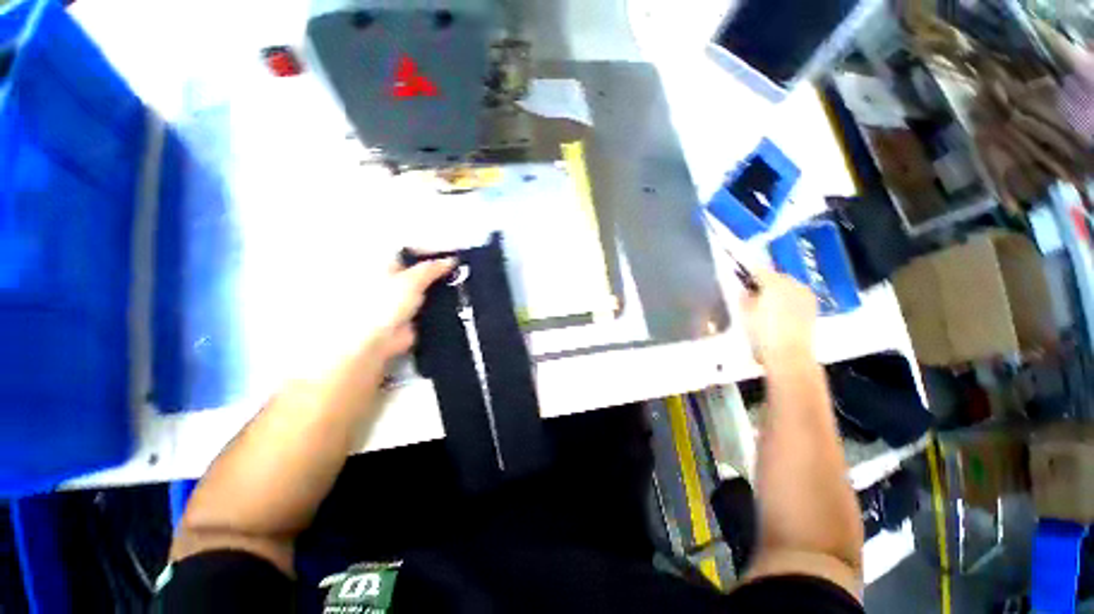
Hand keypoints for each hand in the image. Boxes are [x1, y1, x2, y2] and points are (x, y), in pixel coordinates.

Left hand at [366, 258, 455, 360]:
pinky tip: (460, 301)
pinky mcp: (416, 314)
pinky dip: (446, 303)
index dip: (433, 251)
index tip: (452, 254)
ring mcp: (407, 298)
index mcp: (389, 265)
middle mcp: (397, 280)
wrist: (380, 340)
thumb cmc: (385, 304)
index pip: (413, 252)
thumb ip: (432, 268)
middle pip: (423, 269)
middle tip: (462, 269)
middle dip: (441, 269)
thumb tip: (451, 260)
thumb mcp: (411, 280)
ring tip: (465, 284)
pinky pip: (434, 304)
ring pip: (430, 288)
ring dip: (444, 287)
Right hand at [741, 268, 817, 364]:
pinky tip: (780, 308)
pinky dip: (788, 297)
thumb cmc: (762, 333)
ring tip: (767, 300)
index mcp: (774, 284)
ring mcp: (805, 295)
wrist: (789, 354)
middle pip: (776, 276)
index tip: (741, 275)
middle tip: (753, 290)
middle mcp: (793, 284)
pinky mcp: (812, 306)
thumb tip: (746, 290)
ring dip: (778, 288)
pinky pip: (797, 294)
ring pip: (788, 285)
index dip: (749, 272)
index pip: (759, 270)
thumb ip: (744, 297)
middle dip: (765, 280)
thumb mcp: (745, 314)